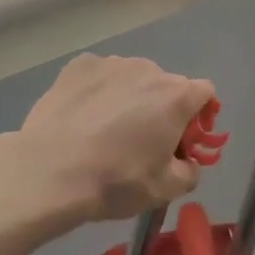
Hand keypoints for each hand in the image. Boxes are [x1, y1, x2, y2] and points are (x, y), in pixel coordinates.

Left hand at [12, 54, 220, 224]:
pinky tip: (82, 117)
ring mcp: (112, 63)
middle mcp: (148, 69)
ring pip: (132, 78)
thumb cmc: (115, 181)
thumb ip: (189, 172)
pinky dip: (98, 91)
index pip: (205, 93)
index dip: (199, 117)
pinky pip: (100, 75)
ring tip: (105, 129)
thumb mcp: (164, 191)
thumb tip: (187, 162)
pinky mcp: (79, 65)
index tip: (181, 141)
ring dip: (130, 97)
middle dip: (161, 109)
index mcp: (176, 96)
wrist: (49, 172)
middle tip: (141, 142)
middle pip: (166, 85)